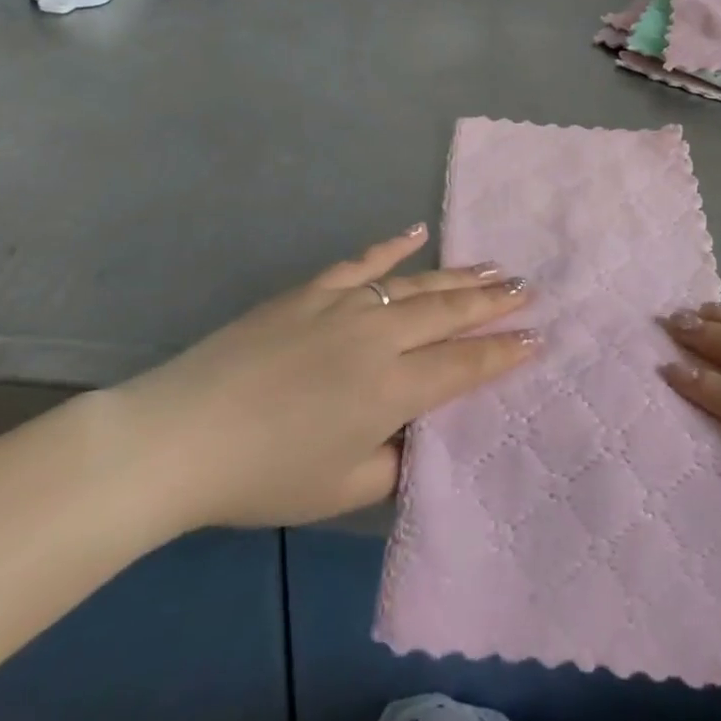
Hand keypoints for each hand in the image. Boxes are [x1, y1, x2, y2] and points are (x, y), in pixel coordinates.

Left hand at [113, 226, 536, 534]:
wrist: (181, 435)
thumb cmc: (264, 474)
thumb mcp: (341, 489)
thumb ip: (393, 464)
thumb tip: (415, 436)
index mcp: (392, 388)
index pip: (464, 364)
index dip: (504, 352)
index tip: (539, 336)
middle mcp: (379, 337)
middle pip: (449, 312)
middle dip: (494, 301)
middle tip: (529, 287)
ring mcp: (345, 304)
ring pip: (416, 283)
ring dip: (459, 274)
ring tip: (493, 265)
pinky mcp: (312, 289)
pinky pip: (363, 261)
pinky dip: (392, 246)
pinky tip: (416, 231)